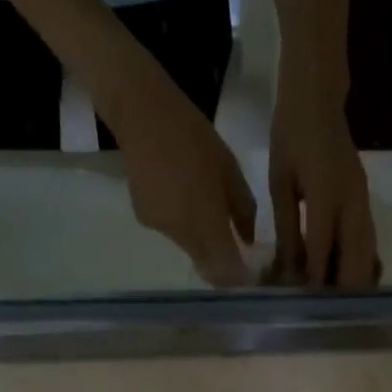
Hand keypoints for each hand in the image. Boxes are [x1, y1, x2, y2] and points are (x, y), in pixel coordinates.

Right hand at [104, 56, 257, 286]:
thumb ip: (243, 211)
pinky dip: (183, 226)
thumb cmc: (194, 137)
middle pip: (208, 265)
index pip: (226, 271)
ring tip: (207, 211)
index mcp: (207, 223)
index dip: (239, 278)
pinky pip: (173, 233)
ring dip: (203, 242)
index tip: (250, 274)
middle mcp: (183, 235)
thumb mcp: (231, 170)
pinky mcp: (145, 220)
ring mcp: (161, 229)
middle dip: (223, 264)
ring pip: (191, 250)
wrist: (141, 113)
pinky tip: (182, 198)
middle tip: (235, 249)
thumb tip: (247, 242)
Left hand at [268, 80, 377, 287]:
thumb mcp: (280, 182)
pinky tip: (344, 280)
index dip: (315, 281)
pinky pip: (368, 245)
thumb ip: (287, 228)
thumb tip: (289, 270)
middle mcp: (352, 203)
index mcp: (325, 193)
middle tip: (324, 312)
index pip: (323, 249)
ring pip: (368, 257)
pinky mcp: (367, 205)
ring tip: (335, 304)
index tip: (305, 305)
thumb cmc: (291, 136)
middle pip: (357, 261)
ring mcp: (364, 204)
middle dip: (342, 291)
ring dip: (354, 282)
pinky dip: (358, 267)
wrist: (318, 99)